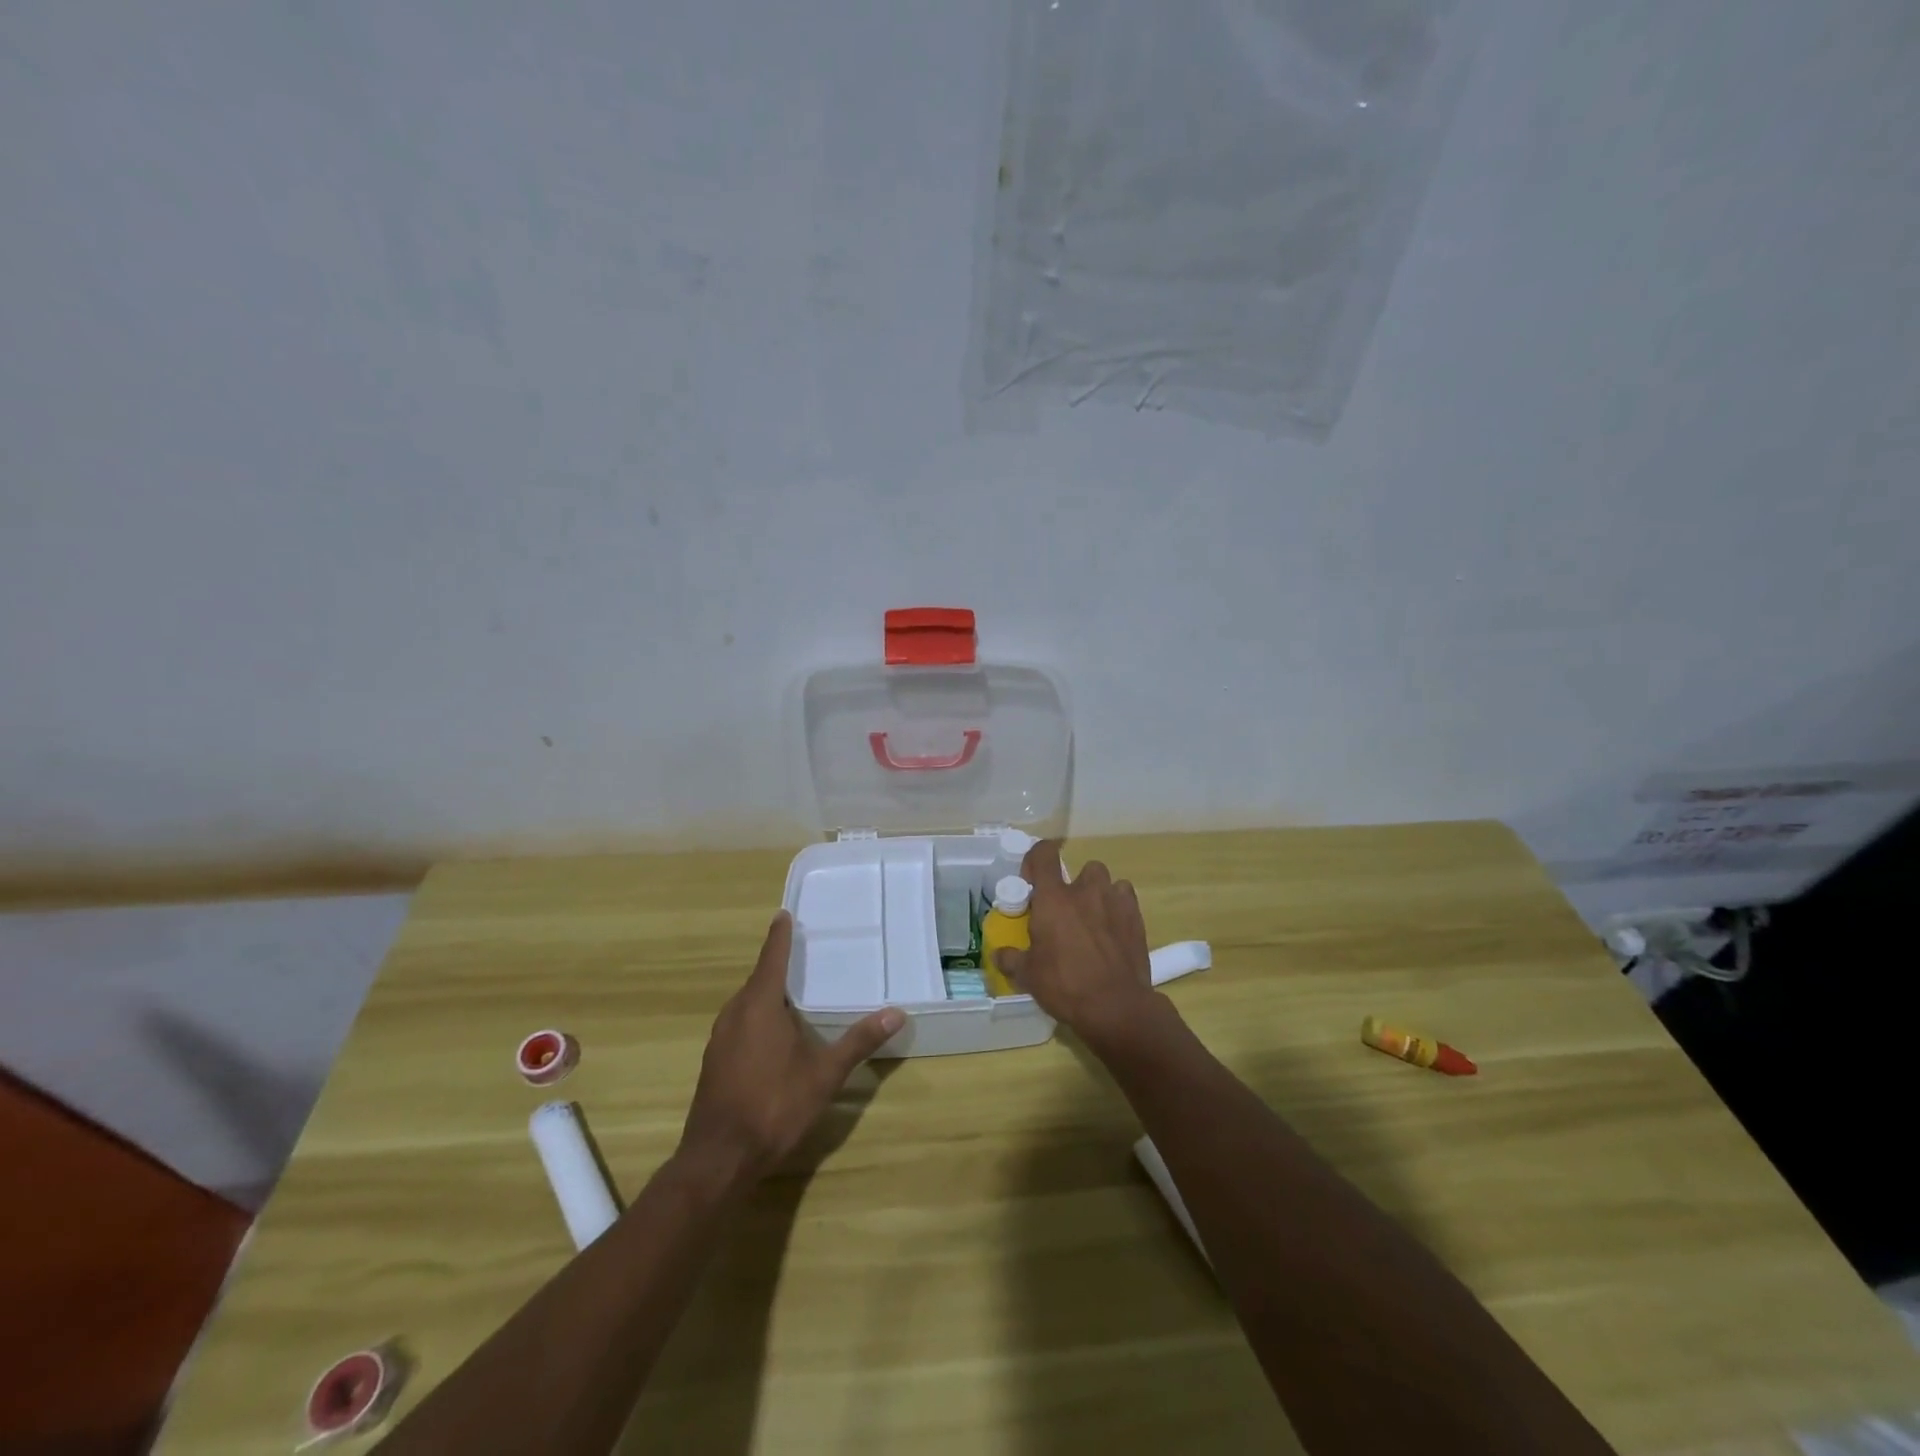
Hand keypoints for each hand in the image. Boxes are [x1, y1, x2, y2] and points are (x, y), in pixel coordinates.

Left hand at [679, 912, 902, 1182]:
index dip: (779, 936)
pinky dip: (757, 1017)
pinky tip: (774, 1034)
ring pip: (746, 1004)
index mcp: (759, 1005)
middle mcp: (735, 1013)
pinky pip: (739, 1024)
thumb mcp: (824, 1075)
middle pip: (758, 979)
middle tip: (803, 954)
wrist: (719, 1159)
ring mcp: (720, 1039)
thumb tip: (896, 1013)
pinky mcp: (715, 1062)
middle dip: (777, 965)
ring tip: (793, 992)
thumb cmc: (773, 1106)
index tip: (785, 914)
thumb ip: (858, 1042)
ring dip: (767, 994)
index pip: (771, 957)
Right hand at [994, 840, 1159, 1045]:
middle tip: (1068, 911)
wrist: (1115, 1006)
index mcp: (1053, 898)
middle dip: (1076, 883)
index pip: (1044, 854)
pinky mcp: (1136, 918)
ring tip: (1094, 918)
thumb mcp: (1029, 976)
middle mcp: (1085, 891)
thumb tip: (999, 954)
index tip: (1032, 880)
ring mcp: (1114, 902)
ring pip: (1107, 881)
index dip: (1036, 859)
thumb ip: (1012, 960)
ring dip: (1099, 893)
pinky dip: (1119, 907)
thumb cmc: (1065, 985)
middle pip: (1083, 868)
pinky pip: (1126, 898)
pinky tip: (1114, 929)